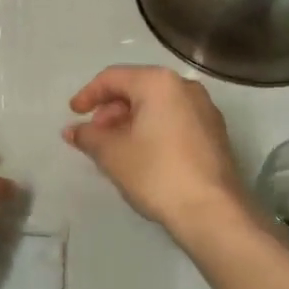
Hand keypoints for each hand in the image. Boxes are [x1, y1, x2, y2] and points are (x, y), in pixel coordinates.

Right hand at [63, 66, 246, 238]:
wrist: (212, 210)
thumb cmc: (156, 173)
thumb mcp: (112, 154)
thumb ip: (88, 136)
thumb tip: (73, 131)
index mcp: (159, 82)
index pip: (113, 78)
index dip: (88, 95)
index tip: (73, 115)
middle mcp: (185, 86)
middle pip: (137, 88)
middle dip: (111, 110)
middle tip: (95, 136)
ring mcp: (205, 109)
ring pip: (158, 106)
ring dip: (131, 121)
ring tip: (115, 148)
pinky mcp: (214, 133)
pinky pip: (175, 120)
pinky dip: (153, 130)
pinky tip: (143, 155)